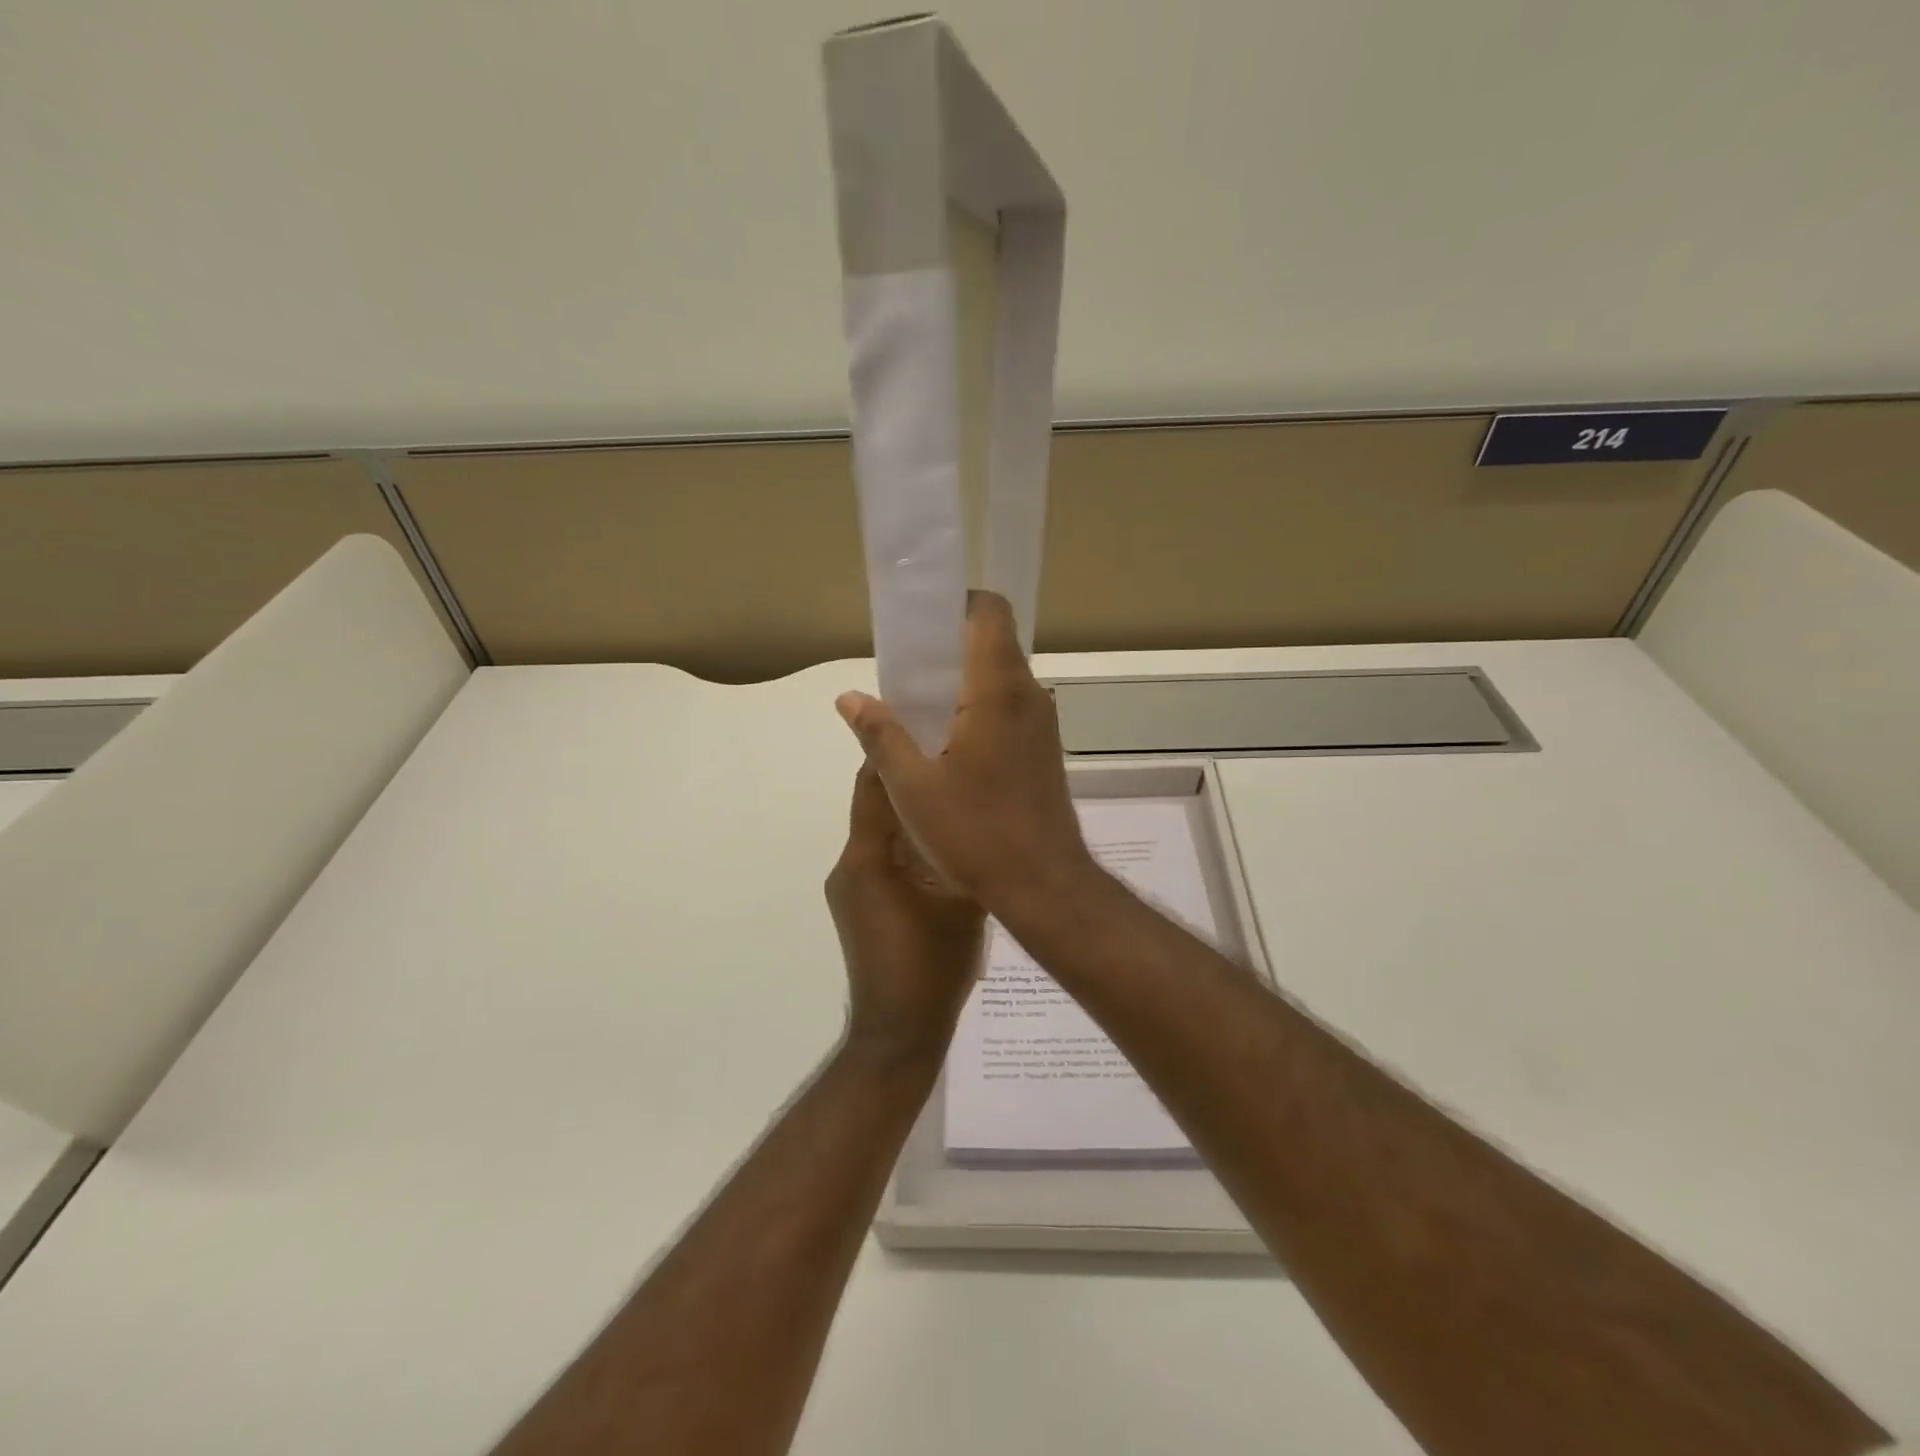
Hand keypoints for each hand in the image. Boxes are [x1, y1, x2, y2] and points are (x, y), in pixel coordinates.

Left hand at [826, 762, 986, 1068]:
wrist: (898, 1032)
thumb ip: (961, 851)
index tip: (926, 727)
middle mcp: (849, 865)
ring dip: (910, 816)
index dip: (896, 753)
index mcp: (867, 856)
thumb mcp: (960, 900)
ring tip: (953, 801)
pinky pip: (881, 861)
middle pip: (876, 806)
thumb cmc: (931, 964)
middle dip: (908, 781)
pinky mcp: (859, 908)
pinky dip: (905, 846)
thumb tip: (973, 813)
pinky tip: (941, 849)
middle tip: (950, 761)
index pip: (874, 786)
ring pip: (880, 834)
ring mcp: (850, 888)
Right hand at [834, 592, 1093, 912]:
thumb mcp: (912, 786)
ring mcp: (1042, 724)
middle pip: (992, 643)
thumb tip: (849, 697)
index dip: (955, 604)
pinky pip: (1009, 708)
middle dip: (948, 647)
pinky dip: (979, 708)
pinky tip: (948, 745)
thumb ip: (880, 734)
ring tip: (919, 710)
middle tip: (905, 672)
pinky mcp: (1044, 750)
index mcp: (998, 690)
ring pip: (1001, 678)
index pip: (989, 612)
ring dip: (963, 682)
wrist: (1043, 885)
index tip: (920, 624)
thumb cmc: (976, 833)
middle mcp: (1029, 696)